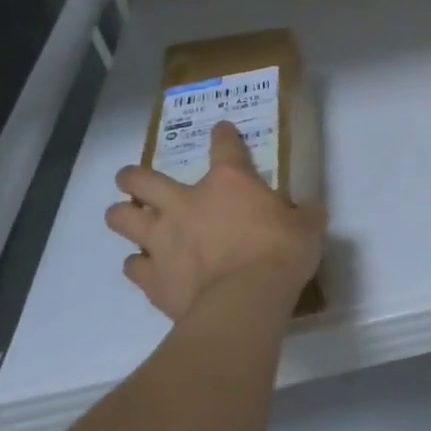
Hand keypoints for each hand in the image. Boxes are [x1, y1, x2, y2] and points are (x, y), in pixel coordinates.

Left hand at [106, 121, 325, 322]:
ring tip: (130, 220)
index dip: (223, 135)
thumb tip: (309, 210)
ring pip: (121, 218)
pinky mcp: (152, 277)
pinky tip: (148, 268)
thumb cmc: (281, 253)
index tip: (222, 130)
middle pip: (141, 180)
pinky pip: (133, 265)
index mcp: (229, 183)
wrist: (246, 300)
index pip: (224, 146)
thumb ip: (304, 214)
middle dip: (132, 177)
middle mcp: (186, 203)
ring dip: (123, 216)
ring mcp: (162, 239)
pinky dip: (139, 264)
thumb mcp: (307, 228)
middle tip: (134, 181)